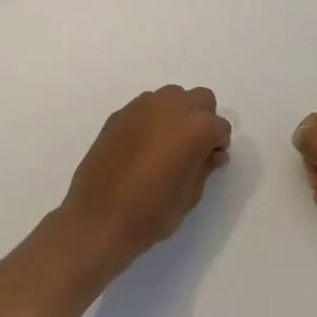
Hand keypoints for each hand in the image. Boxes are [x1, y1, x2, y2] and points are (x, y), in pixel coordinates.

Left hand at [55, 86, 231, 272]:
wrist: (96, 220)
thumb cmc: (150, 213)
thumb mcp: (190, 195)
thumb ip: (204, 167)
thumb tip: (210, 153)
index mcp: (196, 127)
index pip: (220, 127)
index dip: (218, 146)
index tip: (210, 163)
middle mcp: (171, 107)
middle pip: (200, 99)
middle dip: (202, 120)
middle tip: (192, 149)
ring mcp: (142, 107)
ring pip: (172, 97)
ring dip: (177, 114)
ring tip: (166, 145)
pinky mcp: (119, 114)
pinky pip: (146, 107)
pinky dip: (152, 119)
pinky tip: (143, 146)